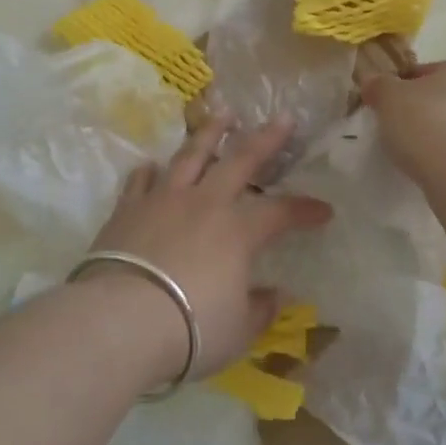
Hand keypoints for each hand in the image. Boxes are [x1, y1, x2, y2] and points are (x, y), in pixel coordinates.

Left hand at [80, 115, 332, 382]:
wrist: (120, 322)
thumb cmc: (190, 329)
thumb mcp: (237, 330)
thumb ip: (258, 309)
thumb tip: (275, 295)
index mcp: (237, 232)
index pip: (280, 213)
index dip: (305, 210)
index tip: (324, 210)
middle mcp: (203, 204)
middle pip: (239, 161)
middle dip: (265, 139)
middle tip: (282, 117)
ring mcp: (162, 201)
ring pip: (190, 157)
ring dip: (208, 134)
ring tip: (221, 114)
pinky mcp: (126, 211)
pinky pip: (140, 182)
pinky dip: (148, 172)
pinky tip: (151, 164)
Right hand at [361, 60, 445, 184]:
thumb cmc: (429, 124)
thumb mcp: (389, 98)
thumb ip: (379, 86)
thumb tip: (372, 81)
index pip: (425, 72)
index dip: (400, 88)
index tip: (384, 107)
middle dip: (423, 112)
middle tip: (397, 131)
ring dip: (440, 137)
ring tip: (416, 156)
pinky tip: (436, 171)